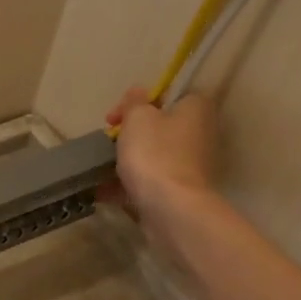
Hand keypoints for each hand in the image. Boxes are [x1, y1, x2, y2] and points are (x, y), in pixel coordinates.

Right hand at [105, 87, 220, 227]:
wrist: (169, 206)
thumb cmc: (154, 154)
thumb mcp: (137, 118)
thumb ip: (134, 101)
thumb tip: (138, 93)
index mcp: (196, 109)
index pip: (169, 96)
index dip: (139, 103)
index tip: (115, 117)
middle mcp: (200, 134)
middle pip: (159, 127)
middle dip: (130, 135)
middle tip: (108, 142)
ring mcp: (190, 165)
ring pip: (153, 155)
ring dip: (127, 160)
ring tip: (100, 169)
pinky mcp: (179, 190)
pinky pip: (149, 180)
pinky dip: (128, 184)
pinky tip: (103, 191)